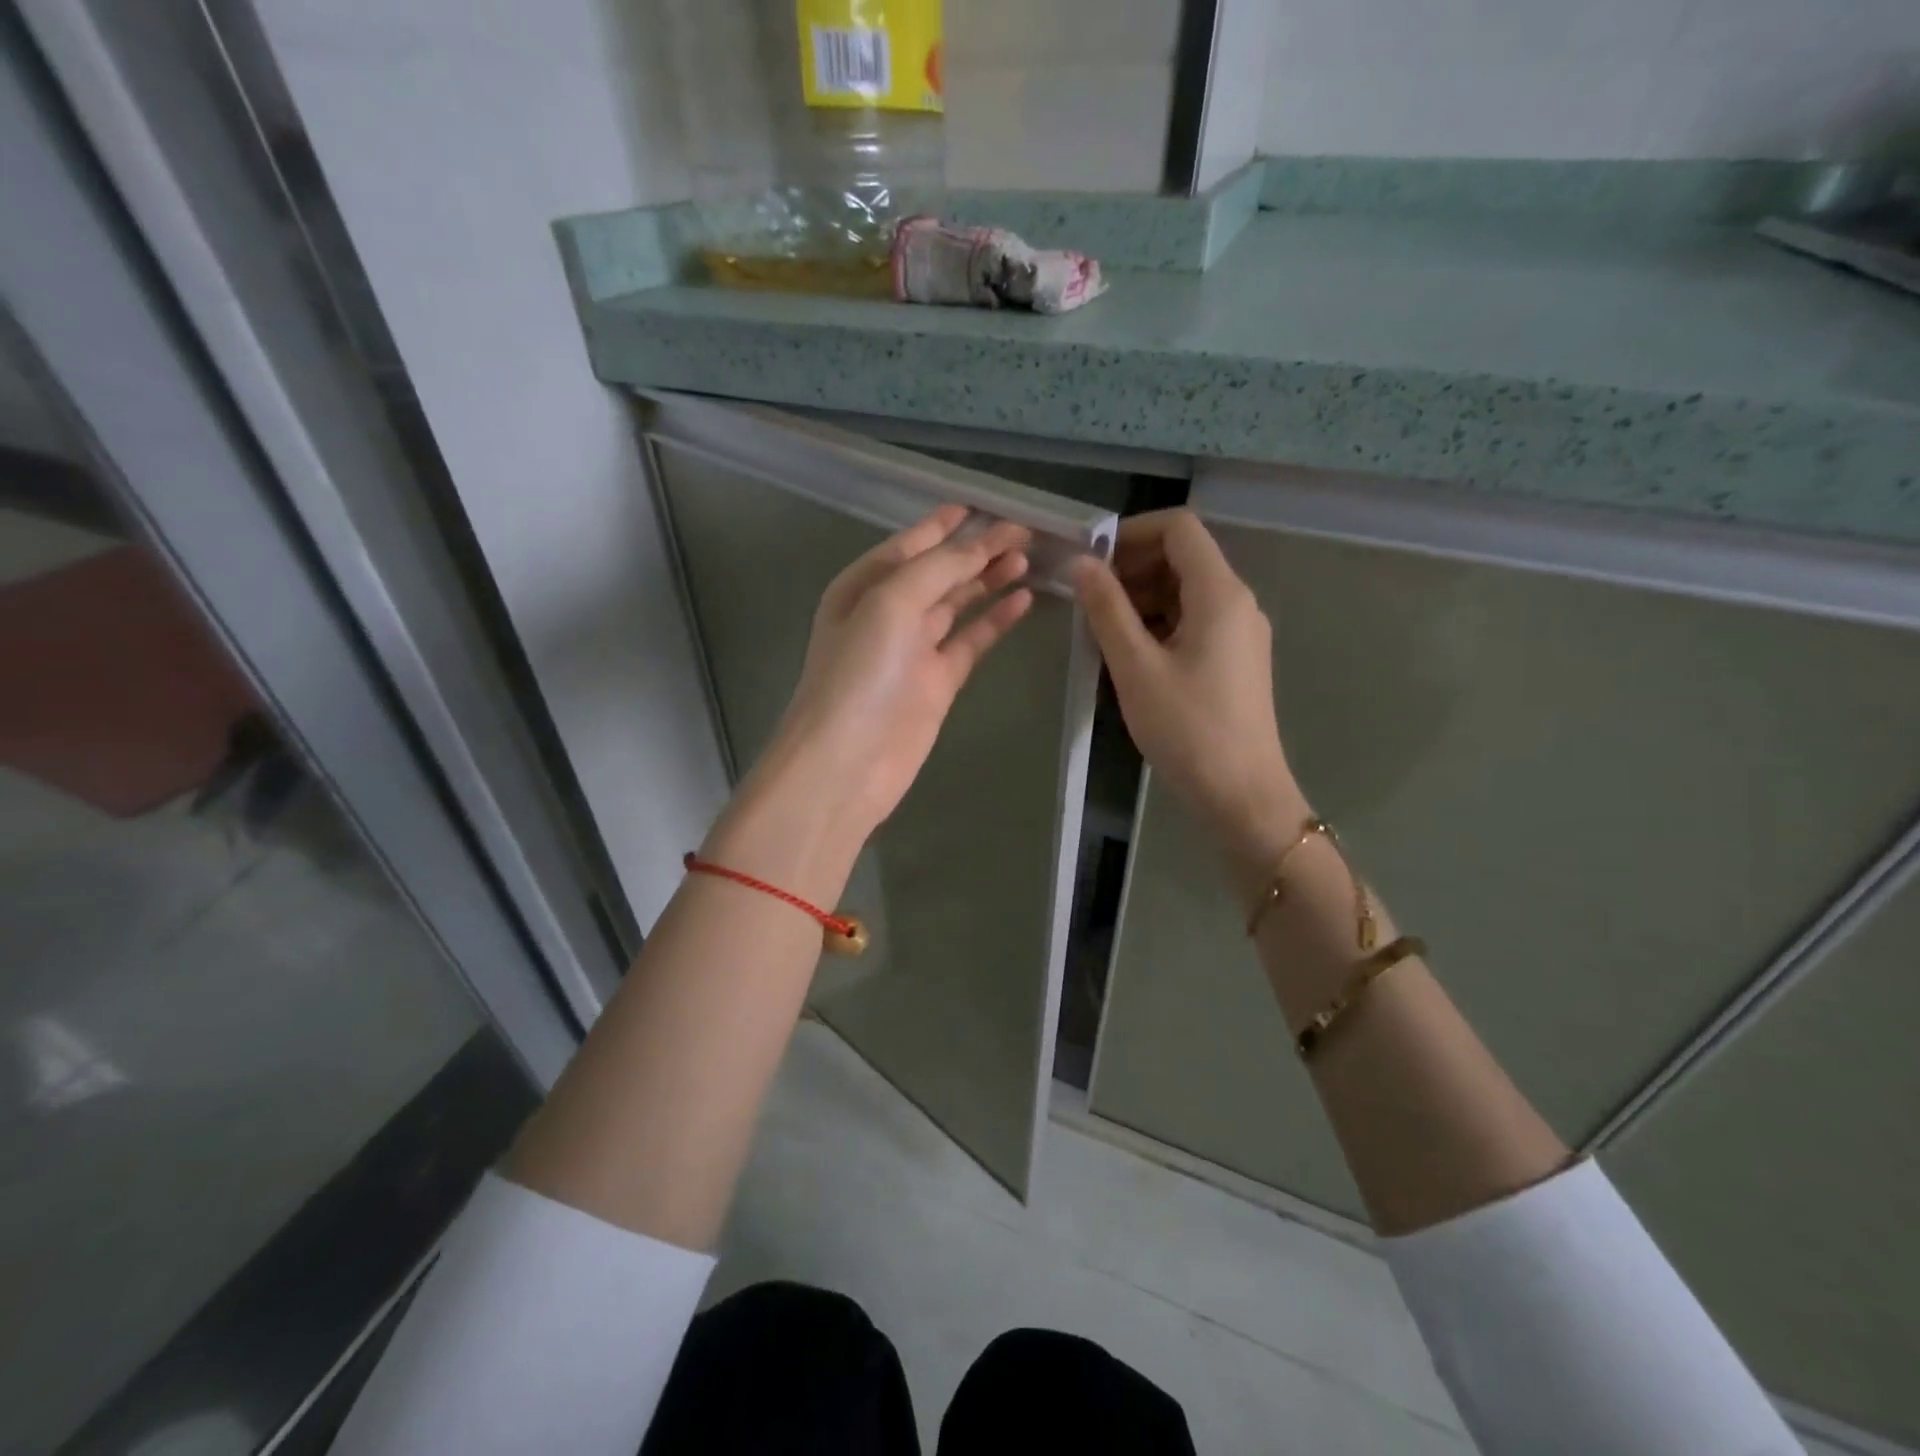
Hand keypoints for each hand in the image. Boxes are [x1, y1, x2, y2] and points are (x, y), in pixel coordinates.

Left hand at [752, 504, 1033, 846]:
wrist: (847, 761)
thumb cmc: (859, 673)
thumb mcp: (890, 604)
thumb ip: (937, 569)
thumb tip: (978, 546)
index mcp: (864, 586)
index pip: (911, 544)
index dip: (944, 524)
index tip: (980, 504)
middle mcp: (888, 613)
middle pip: (939, 571)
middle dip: (976, 549)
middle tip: (1023, 531)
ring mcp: (914, 649)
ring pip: (958, 603)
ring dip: (989, 580)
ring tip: (1027, 558)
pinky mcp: (938, 682)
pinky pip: (971, 641)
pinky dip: (994, 620)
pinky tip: (1022, 601)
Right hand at [1072, 511, 1304, 868]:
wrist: (1240, 794)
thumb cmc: (1187, 728)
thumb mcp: (1135, 667)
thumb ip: (1107, 609)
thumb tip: (1083, 564)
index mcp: (1220, 593)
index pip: (1179, 528)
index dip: (1132, 532)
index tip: (1093, 561)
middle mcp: (1238, 602)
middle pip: (1183, 558)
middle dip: (1132, 568)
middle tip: (1090, 601)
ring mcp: (1241, 632)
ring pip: (1187, 592)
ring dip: (1142, 599)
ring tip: (1103, 633)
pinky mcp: (1236, 659)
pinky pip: (1194, 621)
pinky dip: (1160, 624)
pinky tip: (1131, 656)